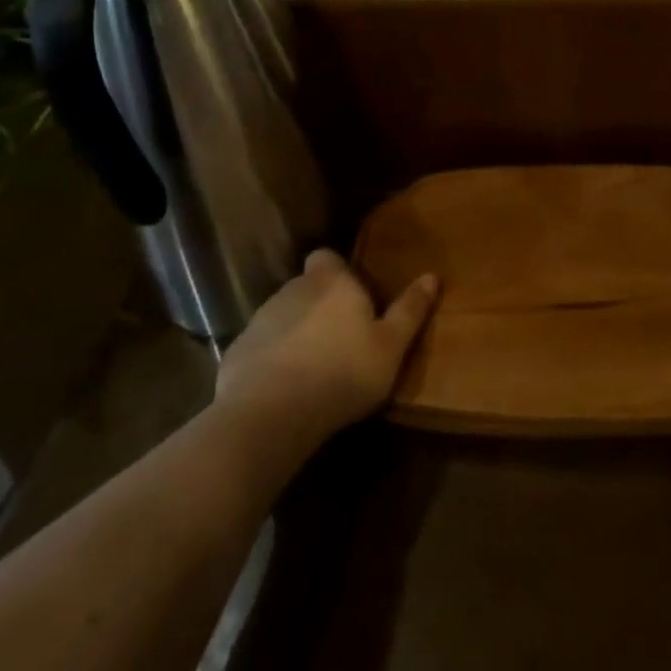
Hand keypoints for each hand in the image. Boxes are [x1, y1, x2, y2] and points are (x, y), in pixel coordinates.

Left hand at [216, 249, 438, 445]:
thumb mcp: (391, 346)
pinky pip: (261, 347)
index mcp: (332, 282)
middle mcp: (293, 289)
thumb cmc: (343, 372)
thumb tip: (432, 276)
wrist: (270, 414)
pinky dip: (272, 359)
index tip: (353, 297)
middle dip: (320, 305)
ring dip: (296, 332)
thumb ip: (410, 310)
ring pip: (283, 316)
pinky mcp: (237, 351)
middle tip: (341, 338)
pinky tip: (284, 389)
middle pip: (307, 287)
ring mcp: (260, 319)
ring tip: (314, 367)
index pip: (326, 256)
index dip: (338, 272)